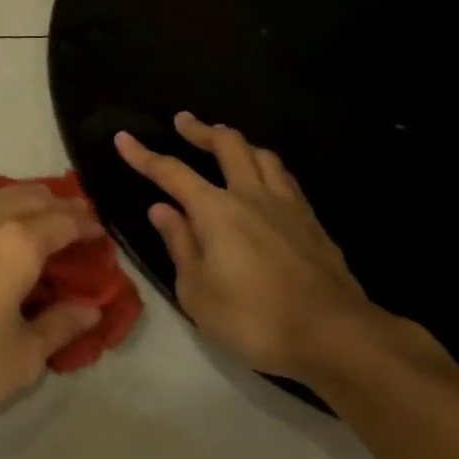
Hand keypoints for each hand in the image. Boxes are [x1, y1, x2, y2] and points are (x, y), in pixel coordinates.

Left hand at [0, 184, 104, 421]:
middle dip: (61, 206)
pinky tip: (4, 228)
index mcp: (19, 243)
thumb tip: (90, 309)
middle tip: (81, 221)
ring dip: (30, 201)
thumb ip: (60, 326)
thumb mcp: (23, 355)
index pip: (64, 222)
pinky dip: (3, 208)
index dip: (87, 225)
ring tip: (46, 217)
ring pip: (3, 196)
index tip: (103, 233)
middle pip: (34, 198)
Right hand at [116, 112, 372, 382]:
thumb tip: (162, 209)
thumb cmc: (254, 318)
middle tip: (184, 122)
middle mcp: (251, 196)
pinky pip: (286, 180)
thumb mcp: (197, 291)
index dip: (143, 155)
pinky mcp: (313, 223)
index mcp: (216, 210)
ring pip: (263, 156)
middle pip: (227, 145)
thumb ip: (179, 244)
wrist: (335, 336)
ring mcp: (287, 206)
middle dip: (201, 130)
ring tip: (227, 145)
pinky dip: (268, 169)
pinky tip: (267, 181)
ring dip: (239, 144)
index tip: (123, 137)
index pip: (171, 172)